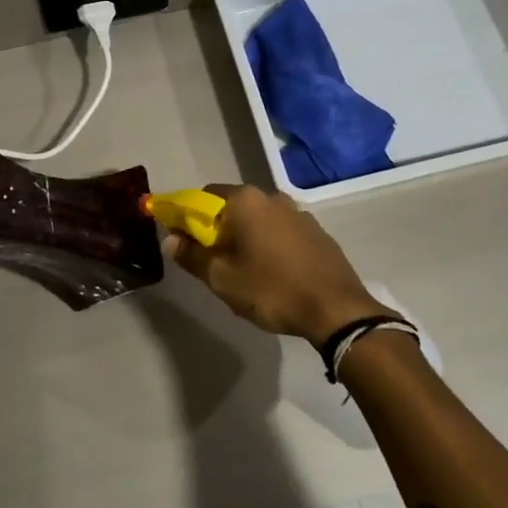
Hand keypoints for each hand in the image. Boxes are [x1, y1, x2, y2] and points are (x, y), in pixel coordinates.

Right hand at [164, 184, 391, 347]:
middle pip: (232, 208)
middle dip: (218, 231)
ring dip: (246, 239)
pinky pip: (281, 233)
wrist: (336, 310)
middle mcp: (272, 197)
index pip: (202, 198)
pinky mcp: (317, 232)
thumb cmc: (271, 290)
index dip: (187, 219)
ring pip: (258, 221)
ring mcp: (298, 213)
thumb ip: (192, 256)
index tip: (183, 244)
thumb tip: (171, 239)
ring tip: (246, 274)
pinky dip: (270, 246)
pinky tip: (273, 275)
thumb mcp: (222, 278)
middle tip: (214, 265)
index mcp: (246, 201)